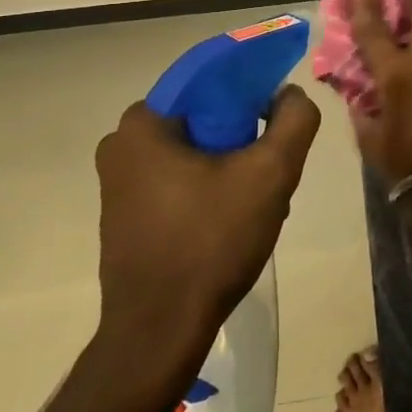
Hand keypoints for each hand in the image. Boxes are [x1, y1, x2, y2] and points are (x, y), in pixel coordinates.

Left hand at [93, 86, 320, 339]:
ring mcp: (118, 183)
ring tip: (261, 199)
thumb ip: (294, 120)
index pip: (209, 80)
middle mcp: (120, 144)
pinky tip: (234, 219)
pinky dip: (209, 187)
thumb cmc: (211, 243)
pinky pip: (177, 181)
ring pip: (193, 152)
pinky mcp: (125, 215)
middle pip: (203, 118)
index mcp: (144, 123)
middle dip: (244, 136)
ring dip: (230, 166)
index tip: (280, 115)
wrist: (160, 331)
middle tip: (274, 166)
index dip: (252, 88)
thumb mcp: (271, 173)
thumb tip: (289, 94)